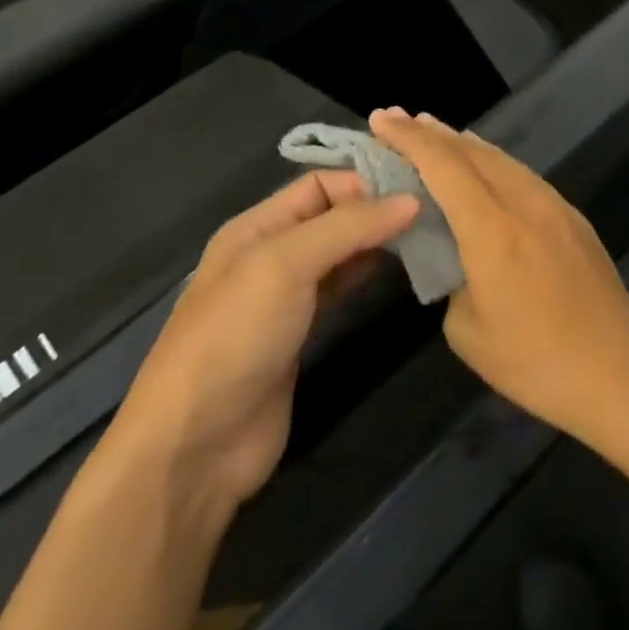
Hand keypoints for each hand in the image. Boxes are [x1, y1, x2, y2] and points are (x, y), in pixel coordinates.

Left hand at [102, 171, 418, 519]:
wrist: (196, 447)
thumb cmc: (235, 338)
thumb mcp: (286, 265)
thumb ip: (348, 227)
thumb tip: (412, 200)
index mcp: (256, 227)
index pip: (318, 184)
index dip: (363, 181)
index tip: (415, 188)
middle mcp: (272, 254)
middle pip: (332, 216)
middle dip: (377, 209)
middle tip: (432, 211)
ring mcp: (287, 297)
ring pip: (341, 253)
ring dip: (377, 242)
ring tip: (426, 237)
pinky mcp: (302, 334)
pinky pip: (342, 290)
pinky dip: (369, 275)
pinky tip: (400, 272)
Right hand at [370, 111, 628, 449]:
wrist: (618, 371)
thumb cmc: (535, 360)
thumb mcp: (468, 331)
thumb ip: (452, 280)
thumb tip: (458, 260)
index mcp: (492, 228)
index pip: (443, 166)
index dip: (410, 139)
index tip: (381, 119)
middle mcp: (524, 202)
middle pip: (472, 152)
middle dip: (431, 132)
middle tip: (398, 118)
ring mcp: (554, 205)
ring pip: (501, 159)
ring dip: (464, 143)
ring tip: (435, 132)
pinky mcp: (572, 217)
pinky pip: (522, 175)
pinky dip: (493, 162)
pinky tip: (485, 166)